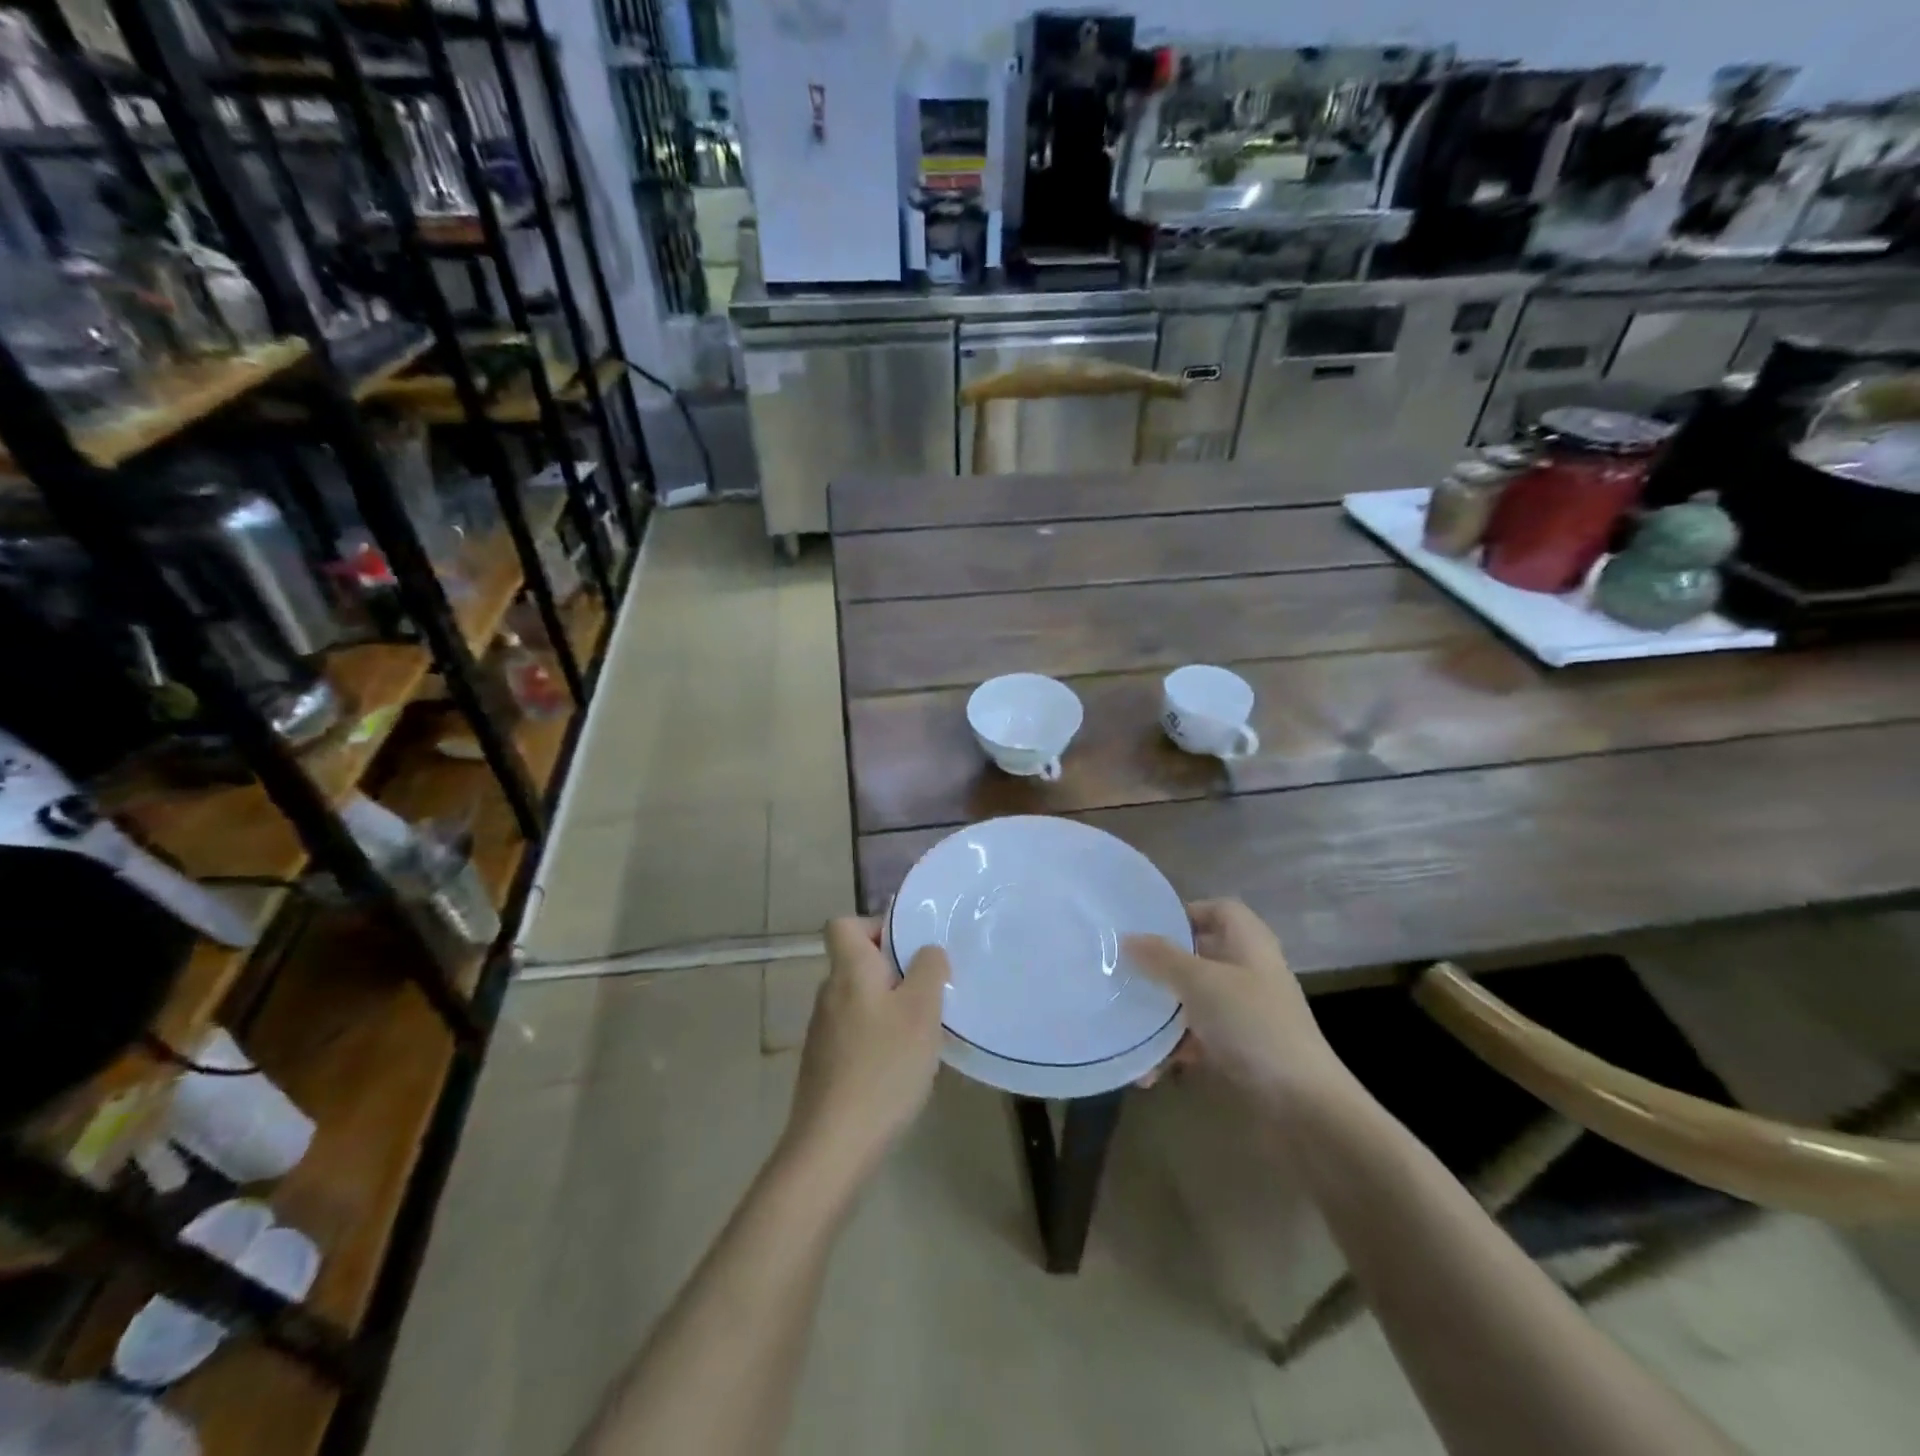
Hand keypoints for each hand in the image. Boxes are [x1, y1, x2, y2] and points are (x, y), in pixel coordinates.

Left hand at [784, 916, 946, 1180]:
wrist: (833, 1145)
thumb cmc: (883, 1066)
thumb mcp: (921, 1010)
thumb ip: (929, 969)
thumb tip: (927, 951)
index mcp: (849, 971)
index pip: (843, 924)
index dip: (875, 926)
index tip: (908, 949)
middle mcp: (829, 994)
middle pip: (858, 964)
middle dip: (896, 972)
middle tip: (930, 995)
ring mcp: (823, 1032)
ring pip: (861, 1000)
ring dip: (891, 1008)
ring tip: (923, 1035)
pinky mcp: (824, 1065)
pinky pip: (857, 1033)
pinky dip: (879, 1040)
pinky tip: (902, 1069)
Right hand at [1125, 900, 1348, 1101]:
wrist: (1303, 1107)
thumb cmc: (1252, 1025)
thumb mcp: (1201, 982)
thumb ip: (1161, 957)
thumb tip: (1127, 938)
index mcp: (1249, 944)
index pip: (1218, 910)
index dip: (1186, 913)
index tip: (1147, 929)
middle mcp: (1249, 973)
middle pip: (1201, 956)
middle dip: (1163, 966)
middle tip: (1125, 973)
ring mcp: (1246, 1014)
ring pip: (1195, 1000)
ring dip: (1163, 1015)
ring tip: (1128, 1026)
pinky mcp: (1241, 1052)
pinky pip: (1199, 1040)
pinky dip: (1176, 1051)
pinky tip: (1149, 1071)